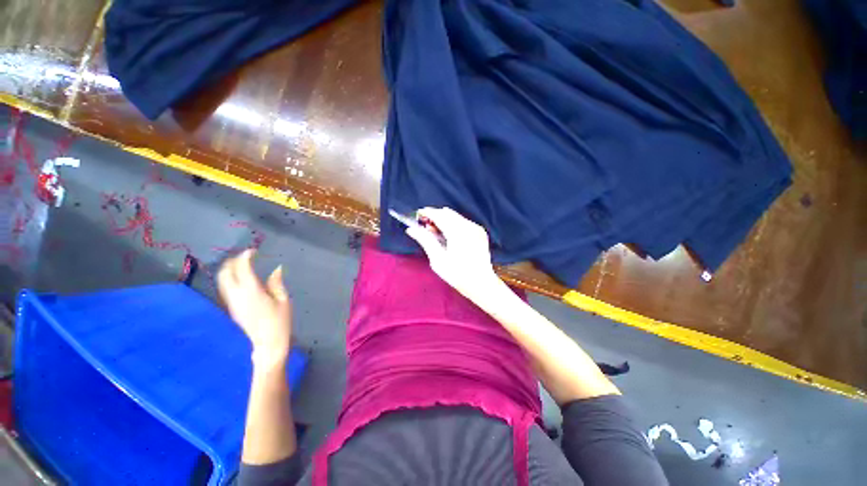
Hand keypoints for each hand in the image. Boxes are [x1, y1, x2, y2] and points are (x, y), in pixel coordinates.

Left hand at [218, 249, 291, 366]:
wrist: (268, 343)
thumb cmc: (280, 321)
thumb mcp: (283, 300)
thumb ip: (276, 283)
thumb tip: (276, 268)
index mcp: (252, 291)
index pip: (243, 269)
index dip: (246, 257)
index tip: (253, 251)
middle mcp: (237, 295)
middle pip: (226, 273)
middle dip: (233, 261)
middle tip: (245, 256)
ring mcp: (232, 302)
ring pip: (222, 280)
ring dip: (229, 269)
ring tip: (241, 264)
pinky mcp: (231, 308)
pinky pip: (225, 288)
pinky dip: (229, 278)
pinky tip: (240, 277)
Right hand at [405, 207, 504, 304]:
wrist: (481, 283)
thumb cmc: (457, 274)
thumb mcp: (438, 259)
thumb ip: (425, 241)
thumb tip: (411, 229)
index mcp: (458, 232)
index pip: (439, 215)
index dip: (427, 213)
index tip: (417, 215)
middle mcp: (468, 226)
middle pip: (447, 213)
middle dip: (435, 216)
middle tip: (425, 227)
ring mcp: (476, 228)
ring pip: (455, 216)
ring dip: (443, 220)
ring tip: (435, 233)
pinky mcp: (480, 232)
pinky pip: (463, 222)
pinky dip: (453, 224)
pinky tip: (448, 236)